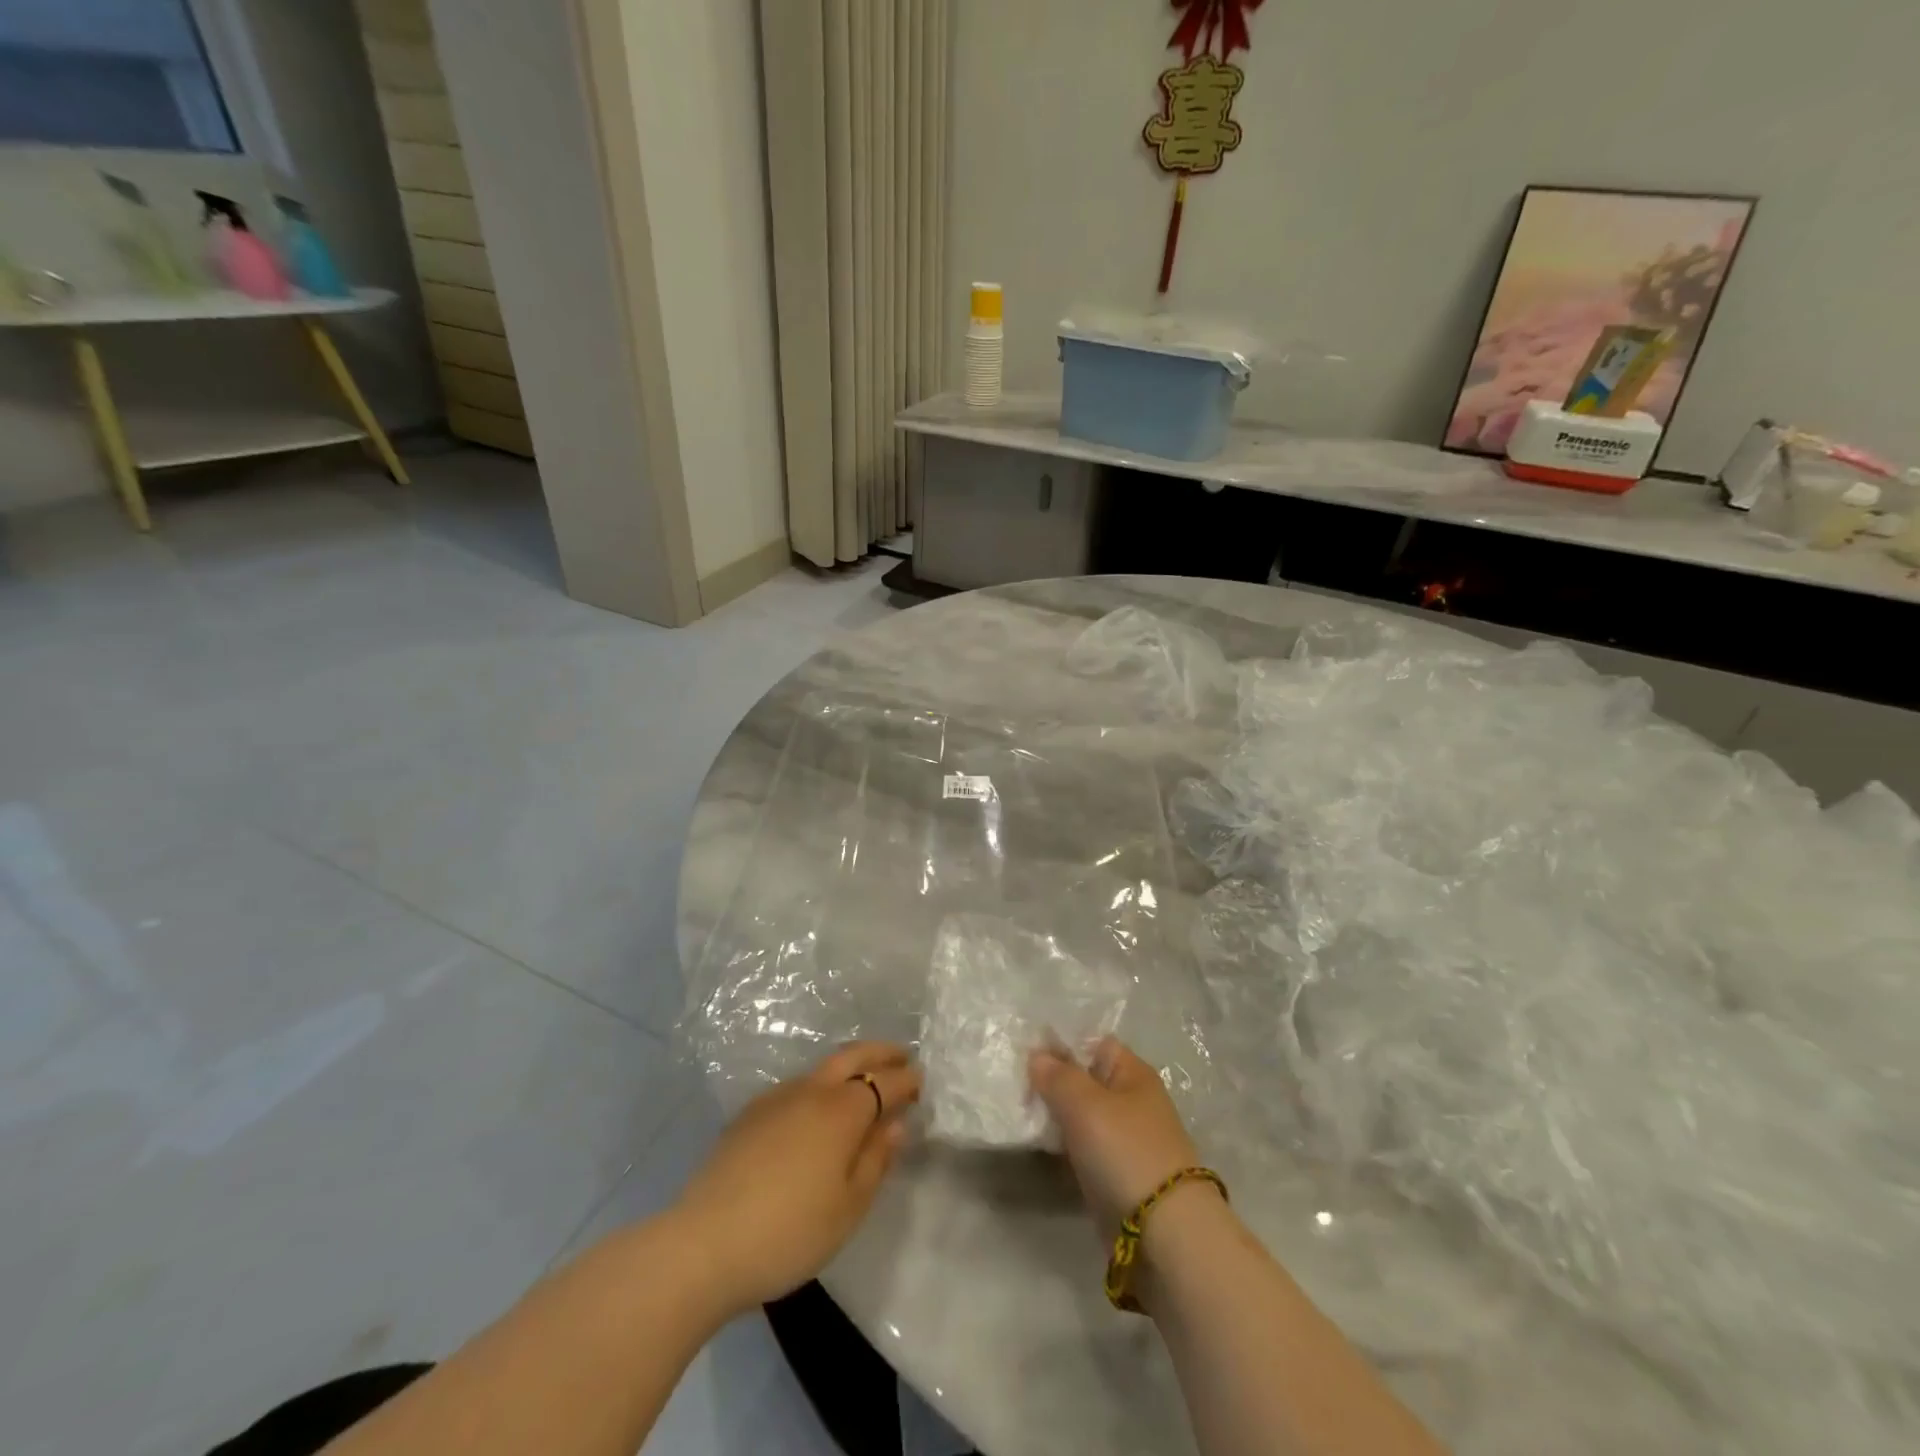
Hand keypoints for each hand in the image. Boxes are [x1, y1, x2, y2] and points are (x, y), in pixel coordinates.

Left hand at [674, 1042, 919, 1314]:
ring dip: (850, 1066)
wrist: (703, 1245)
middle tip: (902, 1056)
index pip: (885, 1082)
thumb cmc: (789, 1232)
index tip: (922, 1080)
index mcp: (842, 1110)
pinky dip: (820, 1085)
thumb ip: (876, 1160)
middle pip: (852, 1056)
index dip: (907, 1079)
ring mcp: (776, 1098)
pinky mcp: (750, 1114)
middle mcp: (811, 1091)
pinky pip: (797, 1086)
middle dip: (881, 1052)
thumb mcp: (848, 1208)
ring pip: (822, 1068)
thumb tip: (895, 1124)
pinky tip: (816, 1111)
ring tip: (863, 1082)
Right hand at [1029, 1036, 1206, 1236]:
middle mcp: (1129, 1101)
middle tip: (1011, 1082)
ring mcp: (1122, 1139)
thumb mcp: (1085, 1104)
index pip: (1092, 1042)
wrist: (1163, 1234)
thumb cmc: (1126, 1152)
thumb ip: (1057, 1075)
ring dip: (1052, 1115)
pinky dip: (1059, 1145)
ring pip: (1078, 1115)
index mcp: (1132, 1073)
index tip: (1022, 1049)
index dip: (1059, 1042)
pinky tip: (1033, 1143)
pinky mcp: (1113, 1173)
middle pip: (1083, 1079)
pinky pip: (1080, 1147)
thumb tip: (1037, 1056)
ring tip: (1015, 1110)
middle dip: (1050, 1081)